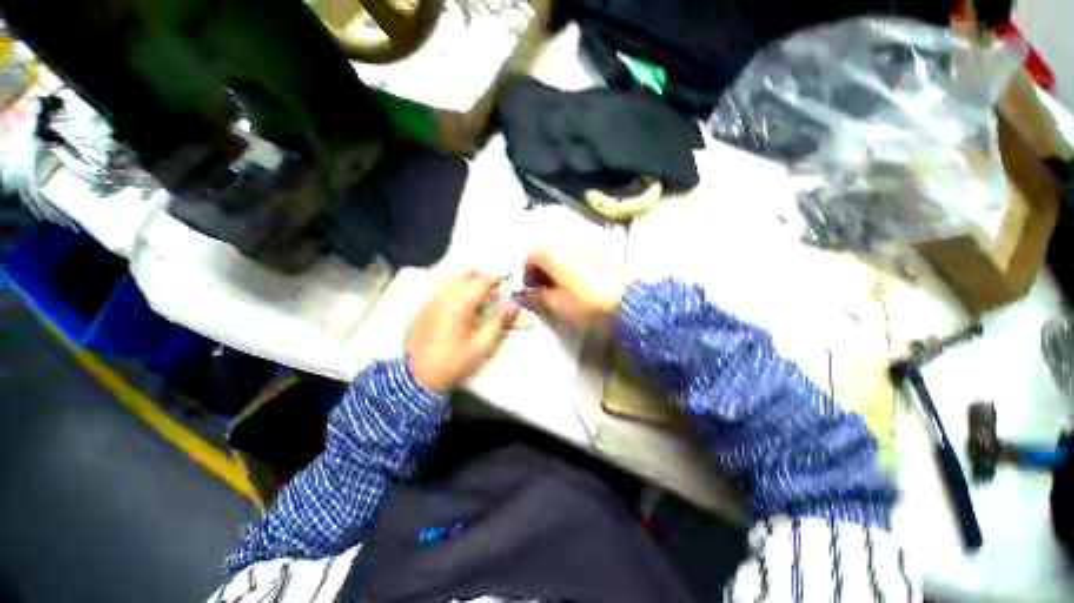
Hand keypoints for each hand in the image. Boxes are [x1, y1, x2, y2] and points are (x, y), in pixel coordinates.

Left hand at [406, 269, 518, 392]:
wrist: (418, 378)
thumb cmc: (454, 362)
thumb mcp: (483, 345)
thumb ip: (499, 321)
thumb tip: (513, 304)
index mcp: (459, 303)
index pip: (482, 280)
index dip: (497, 280)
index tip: (506, 286)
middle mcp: (443, 294)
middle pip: (464, 271)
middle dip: (481, 277)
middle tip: (491, 293)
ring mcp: (430, 299)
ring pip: (452, 278)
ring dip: (467, 283)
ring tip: (477, 301)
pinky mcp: (423, 307)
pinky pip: (443, 289)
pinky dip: (456, 291)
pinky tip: (460, 310)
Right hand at [524, 246, 627, 324]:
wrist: (626, 300)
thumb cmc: (586, 303)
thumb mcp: (556, 304)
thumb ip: (537, 297)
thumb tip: (528, 294)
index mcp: (553, 254)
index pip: (528, 254)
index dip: (522, 270)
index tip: (526, 286)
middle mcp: (567, 244)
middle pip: (543, 251)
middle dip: (538, 268)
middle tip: (539, 287)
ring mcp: (585, 246)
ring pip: (560, 253)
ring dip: (553, 267)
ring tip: (556, 286)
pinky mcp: (599, 252)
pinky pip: (575, 255)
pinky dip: (568, 265)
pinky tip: (574, 281)